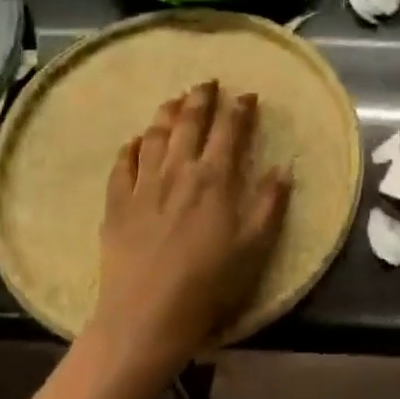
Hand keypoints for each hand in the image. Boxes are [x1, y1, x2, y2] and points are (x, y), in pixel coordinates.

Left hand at [88, 81, 290, 378]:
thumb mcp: (254, 247)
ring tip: (173, 101)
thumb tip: (283, 168)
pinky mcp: (116, 204)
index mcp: (214, 178)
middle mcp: (178, 170)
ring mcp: (143, 185)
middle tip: (207, 82)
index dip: (239, 109)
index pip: (229, 130)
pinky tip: (134, 141)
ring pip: (154, 135)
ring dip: (166, 114)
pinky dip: (129, 147)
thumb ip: (269, 204)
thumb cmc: (209, 283)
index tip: (247, 95)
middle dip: (200, 98)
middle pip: (189, 122)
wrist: (147, 316)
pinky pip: (121, 165)